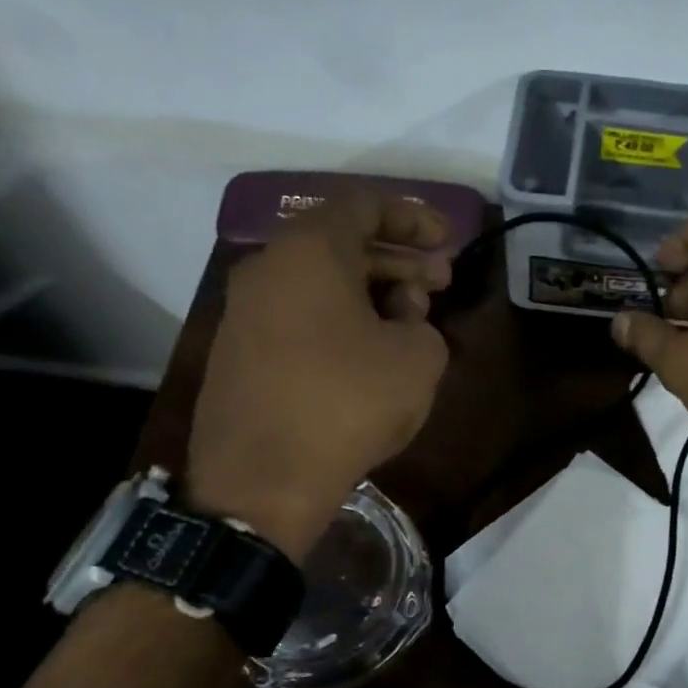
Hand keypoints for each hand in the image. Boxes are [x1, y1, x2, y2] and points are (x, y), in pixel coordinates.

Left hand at [186, 190, 453, 560]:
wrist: (260, 482)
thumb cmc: (347, 404)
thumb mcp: (418, 359)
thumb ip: (422, 321)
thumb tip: (401, 316)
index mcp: (309, 251)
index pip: (365, 205)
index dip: (414, 219)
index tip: (448, 240)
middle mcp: (268, 267)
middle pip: (342, 243)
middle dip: (398, 260)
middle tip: (440, 284)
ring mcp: (245, 310)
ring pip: (320, 282)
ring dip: (371, 292)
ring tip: (412, 322)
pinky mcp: (239, 351)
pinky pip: (299, 314)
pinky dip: (340, 318)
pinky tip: (370, 353)